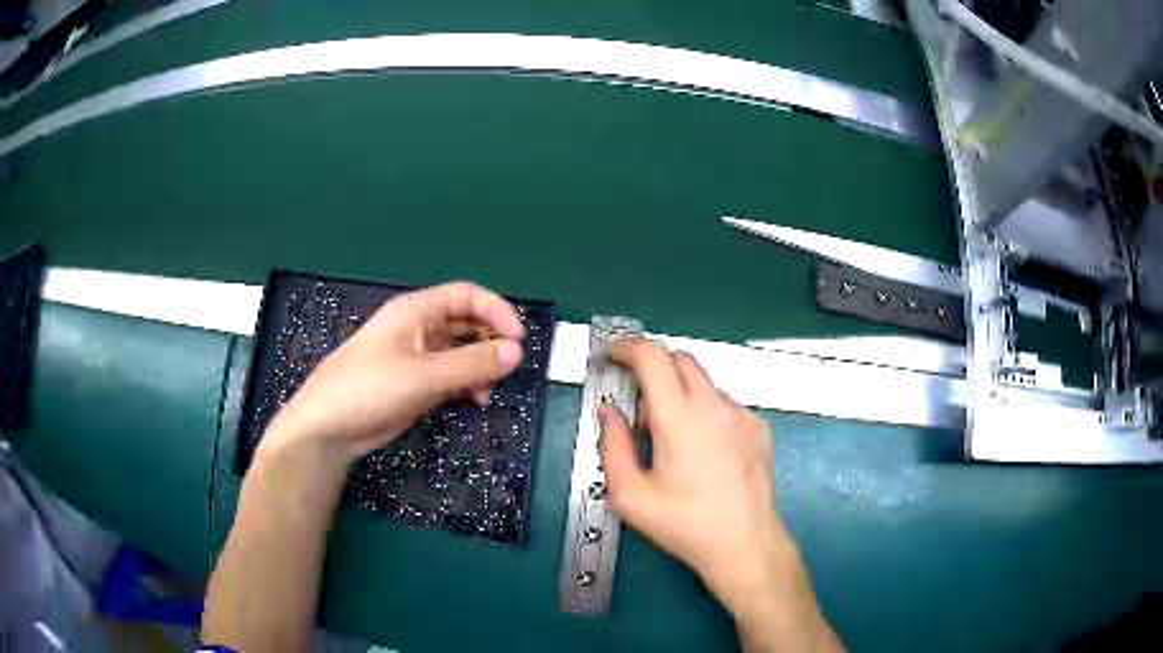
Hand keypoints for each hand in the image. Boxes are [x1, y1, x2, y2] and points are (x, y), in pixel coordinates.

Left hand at [261, 282, 525, 461]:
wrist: (328, 428)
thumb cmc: (370, 389)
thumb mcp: (424, 376)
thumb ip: (472, 363)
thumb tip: (517, 351)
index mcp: (415, 311)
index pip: (466, 295)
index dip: (496, 310)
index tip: (518, 339)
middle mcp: (417, 328)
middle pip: (465, 321)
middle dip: (490, 339)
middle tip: (508, 365)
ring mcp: (414, 357)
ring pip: (459, 350)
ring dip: (479, 364)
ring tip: (489, 389)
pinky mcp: (412, 383)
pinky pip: (449, 374)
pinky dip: (466, 382)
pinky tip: (473, 400)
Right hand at [597, 339, 794, 609]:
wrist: (745, 544)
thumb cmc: (684, 524)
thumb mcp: (630, 495)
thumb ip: (612, 446)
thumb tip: (610, 412)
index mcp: (680, 419)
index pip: (652, 357)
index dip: (626, 347)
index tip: (612, 355)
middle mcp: (715, 406)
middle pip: (680, 359)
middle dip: (652, 368)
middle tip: (637, 407)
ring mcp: (742, 414)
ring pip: (703, 383)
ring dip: (679, 395)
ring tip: (671, 442)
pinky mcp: (759, 427)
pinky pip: (724, 404)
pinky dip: (704, 412)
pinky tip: (703, 452)